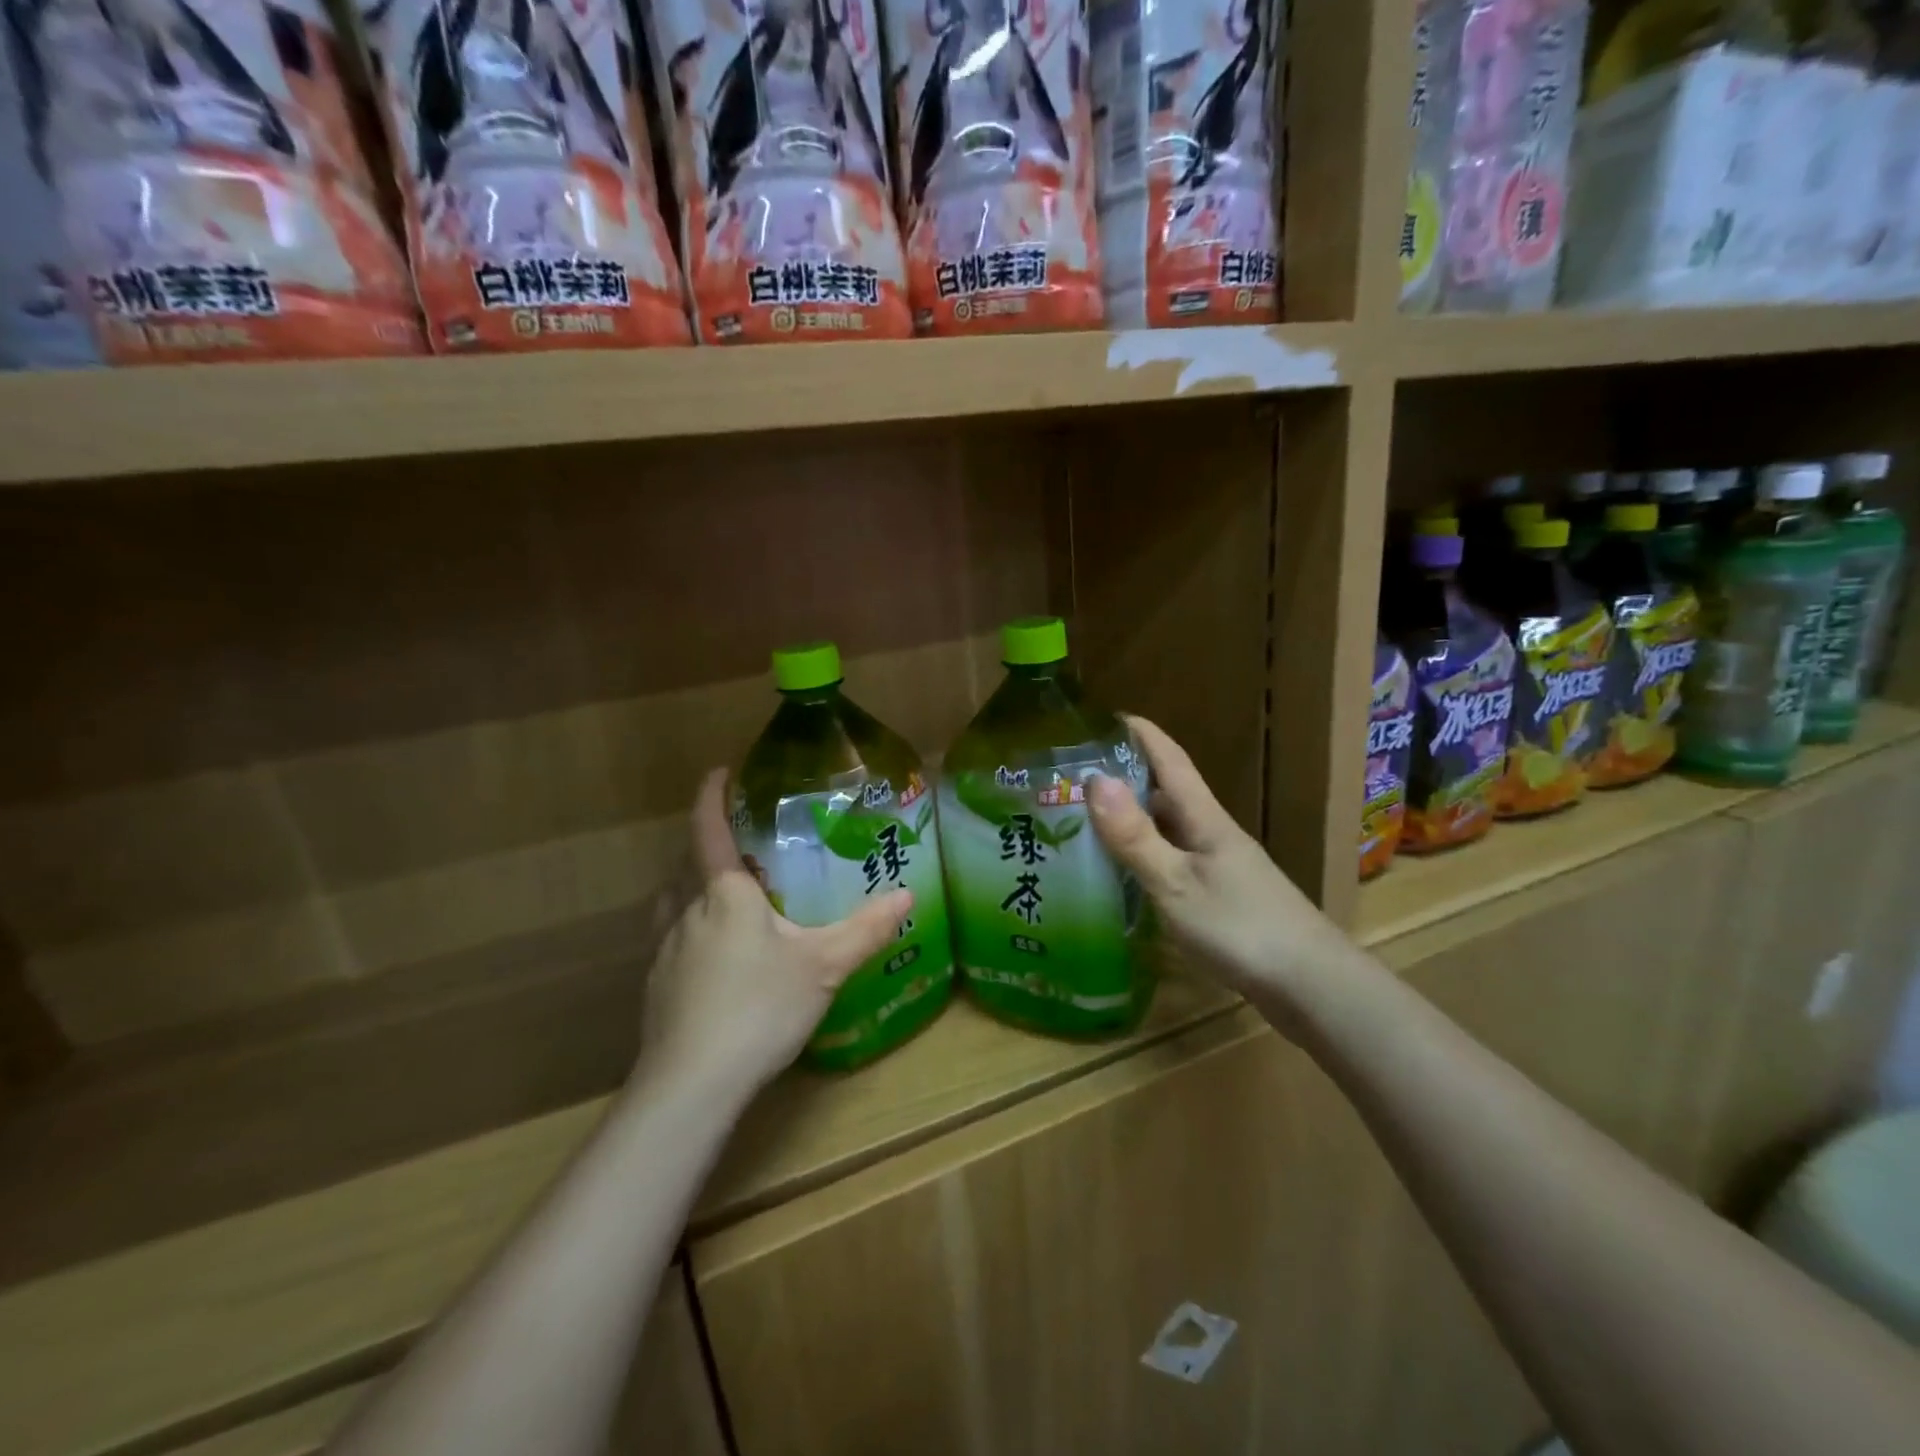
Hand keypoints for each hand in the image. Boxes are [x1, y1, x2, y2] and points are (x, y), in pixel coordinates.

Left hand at [638, 769, 912, 1099]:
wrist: (692, 1082)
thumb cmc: (760, 1007)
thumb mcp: (824, 966)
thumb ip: (866, 929)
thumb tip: (907, 896)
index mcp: (725, 894)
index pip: (709, 830)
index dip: (711, 797)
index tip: (718, 772)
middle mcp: (687, 911)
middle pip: (689, 866)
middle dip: (708, 848)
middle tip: (740, 849)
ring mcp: (665, 950)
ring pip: (674, 904)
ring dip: (692, 890)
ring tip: (722, 899)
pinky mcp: (655, 986)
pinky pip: (670, 941)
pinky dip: (689, 933)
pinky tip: (712, 962)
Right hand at [1087, 717, 1350, 1020]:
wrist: (1312, 987)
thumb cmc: (1241, 928)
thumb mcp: (1176, 884)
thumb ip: (1135, 836)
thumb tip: (1094, 779)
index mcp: (1204, 819)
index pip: (1170, 760)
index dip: (1141, 733)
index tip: (1105, 716)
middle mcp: (1212, 833)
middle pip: (1165, 793)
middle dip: (1124, 778)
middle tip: (1074, 779)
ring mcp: (1219, 866)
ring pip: (1168, 830)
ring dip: (1132, 820)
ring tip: (1085, 823)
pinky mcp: (1221, 897)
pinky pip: (1173, 862)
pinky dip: (1145, 857)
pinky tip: (1123, 875)